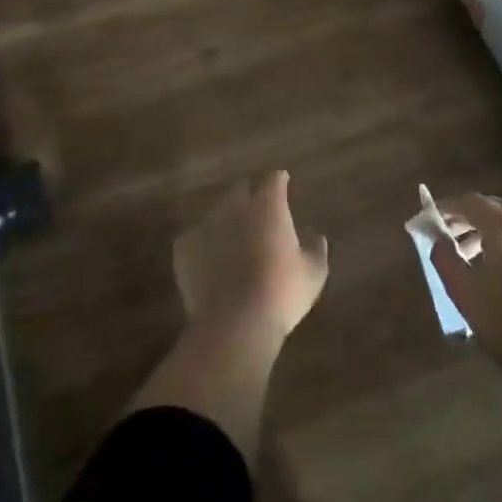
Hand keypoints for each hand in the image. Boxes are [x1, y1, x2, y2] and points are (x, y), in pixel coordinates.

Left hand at [174, 170, 328, 344]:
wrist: (235, 322)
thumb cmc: (283, 293)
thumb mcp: (313, 273)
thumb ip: (316, 249)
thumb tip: (317, 236)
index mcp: (268, 205)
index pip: (274, 179)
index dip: (279, 182)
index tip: (282, 184)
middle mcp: (235, 205)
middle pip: (241, 190)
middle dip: (249, 197)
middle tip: (257, 216)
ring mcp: (206, 223)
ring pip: (216, 214)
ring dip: (225, 223)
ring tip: (232, 244)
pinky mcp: (184, 247)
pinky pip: (195, 238)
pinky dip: (203, 246)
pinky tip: (210, 264)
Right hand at [431, 194, 501, 375]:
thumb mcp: (463, 291)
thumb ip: (445, 257)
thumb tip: (439, 241)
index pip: (469, 202)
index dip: (446, 208)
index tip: (430, 220)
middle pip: (493, 208)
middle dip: (468, 219)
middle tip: (449, 238)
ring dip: (489, 231)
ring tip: (472, 257)